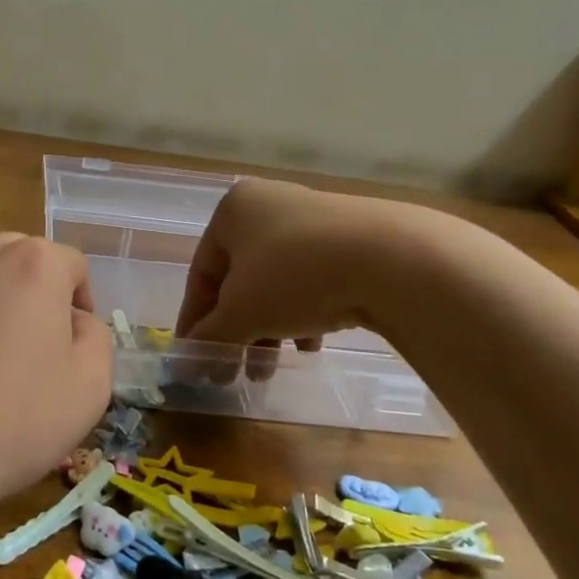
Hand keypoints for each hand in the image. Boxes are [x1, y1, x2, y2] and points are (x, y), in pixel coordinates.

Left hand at [0, 232, 112, 515]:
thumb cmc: (6, 423)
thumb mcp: (90, 391)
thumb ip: (95, 337)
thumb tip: (72, 319)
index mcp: (38, 264)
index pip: (71, 265)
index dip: (77, 303)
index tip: (67, 345)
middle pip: (19, 256)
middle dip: (29, 293)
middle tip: (21, 348)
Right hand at [174, 178, 399, 380]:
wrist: (393, 259)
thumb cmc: (295, 277)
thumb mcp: (242, 313)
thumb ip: (209, 336)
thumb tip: (185, 362)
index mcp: (233, 211)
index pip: (202, 273)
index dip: (194, 321)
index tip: (193, 358)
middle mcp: (269, 206)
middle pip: (240, 280)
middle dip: (236, 331)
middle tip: (233, 373)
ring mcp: (313, 218)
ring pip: (277, 283)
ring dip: (269, 329)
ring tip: (271, 369)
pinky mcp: (352, 238)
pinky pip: (312, 279)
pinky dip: (304, 314)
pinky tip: (312, 344)